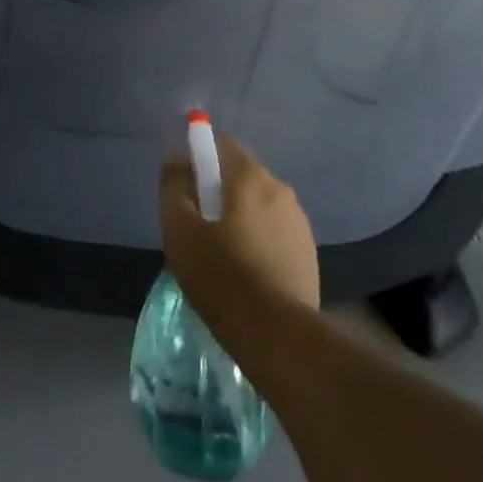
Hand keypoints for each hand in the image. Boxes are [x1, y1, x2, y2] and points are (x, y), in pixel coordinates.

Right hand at [160, 130, 320, 340]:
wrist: (278, 337)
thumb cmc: (222, 276)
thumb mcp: (180, 229)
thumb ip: (174, 186)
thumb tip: (177, 159)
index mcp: (250, 176)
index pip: (221, 144)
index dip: (198, 156)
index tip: (184, 184)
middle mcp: (280, 189)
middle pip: (240, 174)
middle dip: (217, 189)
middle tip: (196, 223)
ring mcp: (299, 222)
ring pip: (258, 205)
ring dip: (238, 216)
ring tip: (219, 252)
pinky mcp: (308, 254)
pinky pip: (273, 231)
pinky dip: (257, 239)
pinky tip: (245, 271)